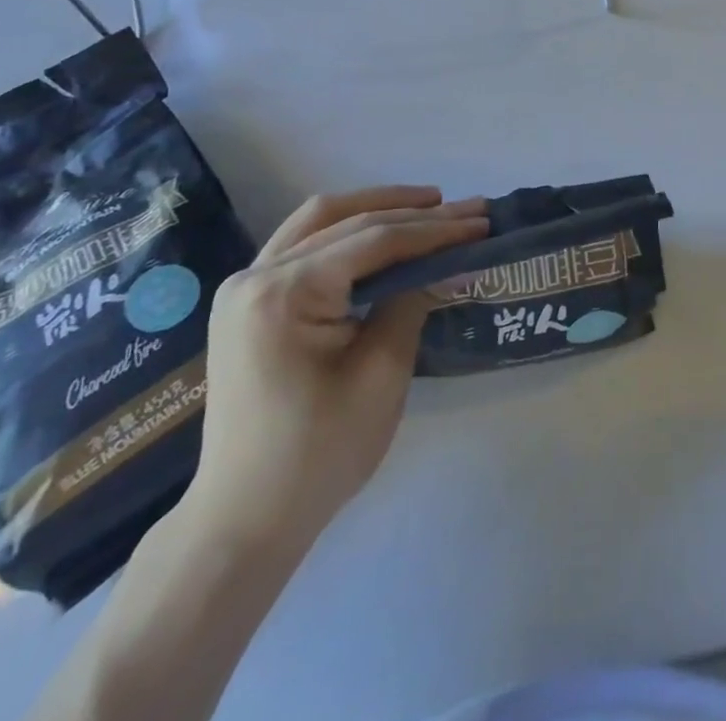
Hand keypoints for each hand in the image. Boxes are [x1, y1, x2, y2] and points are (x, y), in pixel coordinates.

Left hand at [181, 187, 487, 550]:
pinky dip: (348, 231)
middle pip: (347, 221)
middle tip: (468, 210)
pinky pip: (304, 245)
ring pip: (319, 221)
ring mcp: (246, 287)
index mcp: (283, 293)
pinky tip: (383, 232)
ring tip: (430, 204)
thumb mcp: (381, 374)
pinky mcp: (250, 302)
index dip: (434, 229)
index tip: (481, 222)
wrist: (244, 521)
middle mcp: (256, 276)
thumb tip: (456, 263)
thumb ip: (414, 302)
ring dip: (377, 208)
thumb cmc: (318, 454)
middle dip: (413, 213)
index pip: (374, 241)